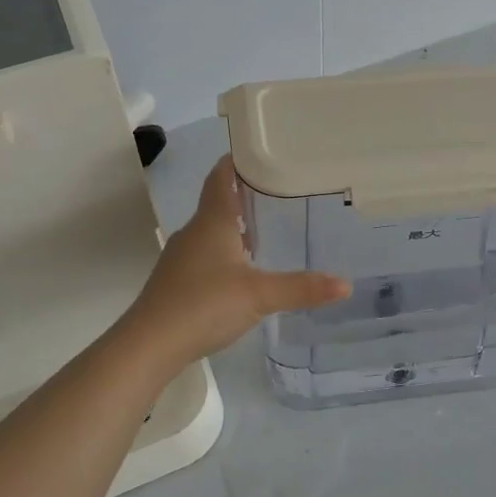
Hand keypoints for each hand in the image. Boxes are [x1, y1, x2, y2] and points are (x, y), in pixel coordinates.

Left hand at [124, 156, 349, 365]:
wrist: (149, 344)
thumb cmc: (204, 304)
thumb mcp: (260, 295)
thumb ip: (302, 288)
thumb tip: (346, 284)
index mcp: (212, 221)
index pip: (220, 177)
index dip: (236, 161)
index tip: (258, 153)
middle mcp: (193, 232)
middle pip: (217, 202)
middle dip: (243, 196)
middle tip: (278, 193)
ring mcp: (180, 257)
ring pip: (210, 231)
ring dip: (233, 227)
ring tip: (265, 230)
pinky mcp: (175, 281)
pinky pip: (203, 255)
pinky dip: (223, 253)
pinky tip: (240, 271)